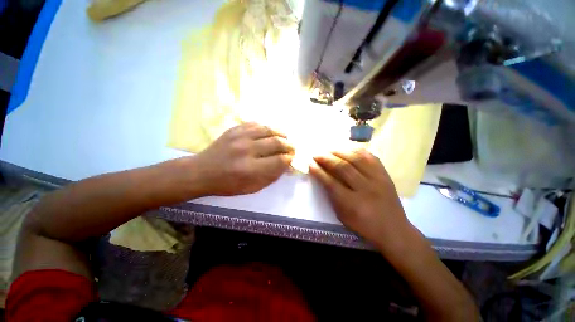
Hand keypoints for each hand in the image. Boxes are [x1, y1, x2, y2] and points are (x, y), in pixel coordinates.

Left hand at [193, 122, 293, 195]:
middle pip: (277, 142)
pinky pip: (256, 124)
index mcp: (250, 169)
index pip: (279, 160)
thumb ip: (271, 176)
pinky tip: (270, 132)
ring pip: (268, 130)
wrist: (201, 172)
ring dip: (281, 134)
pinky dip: (267, 128)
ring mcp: (239, 137)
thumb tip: (287, 165)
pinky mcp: (234, 129)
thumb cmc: (228, 184)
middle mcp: (246, 151)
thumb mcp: (252, 187)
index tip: (292, 159)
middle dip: (289, 146)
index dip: (290, 159)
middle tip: (292, 149)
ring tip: (285, 138)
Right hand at [309, 149, 410, 248]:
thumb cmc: (363, 225)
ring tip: (329, 149)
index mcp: (352, 204)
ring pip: (356, 159)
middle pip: (343, 167)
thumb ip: (332, 195)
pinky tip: (348, 150)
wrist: (394, 230)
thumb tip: (322, 177)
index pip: (331, 183)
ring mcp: (378, 180)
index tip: (311, 164)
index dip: (319, 172)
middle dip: (326, 159)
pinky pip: (370, 157)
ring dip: (340, 152)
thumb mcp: (342, 215)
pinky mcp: (385, 175)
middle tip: (317, 154)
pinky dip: (357, 151)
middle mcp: (365, 189)